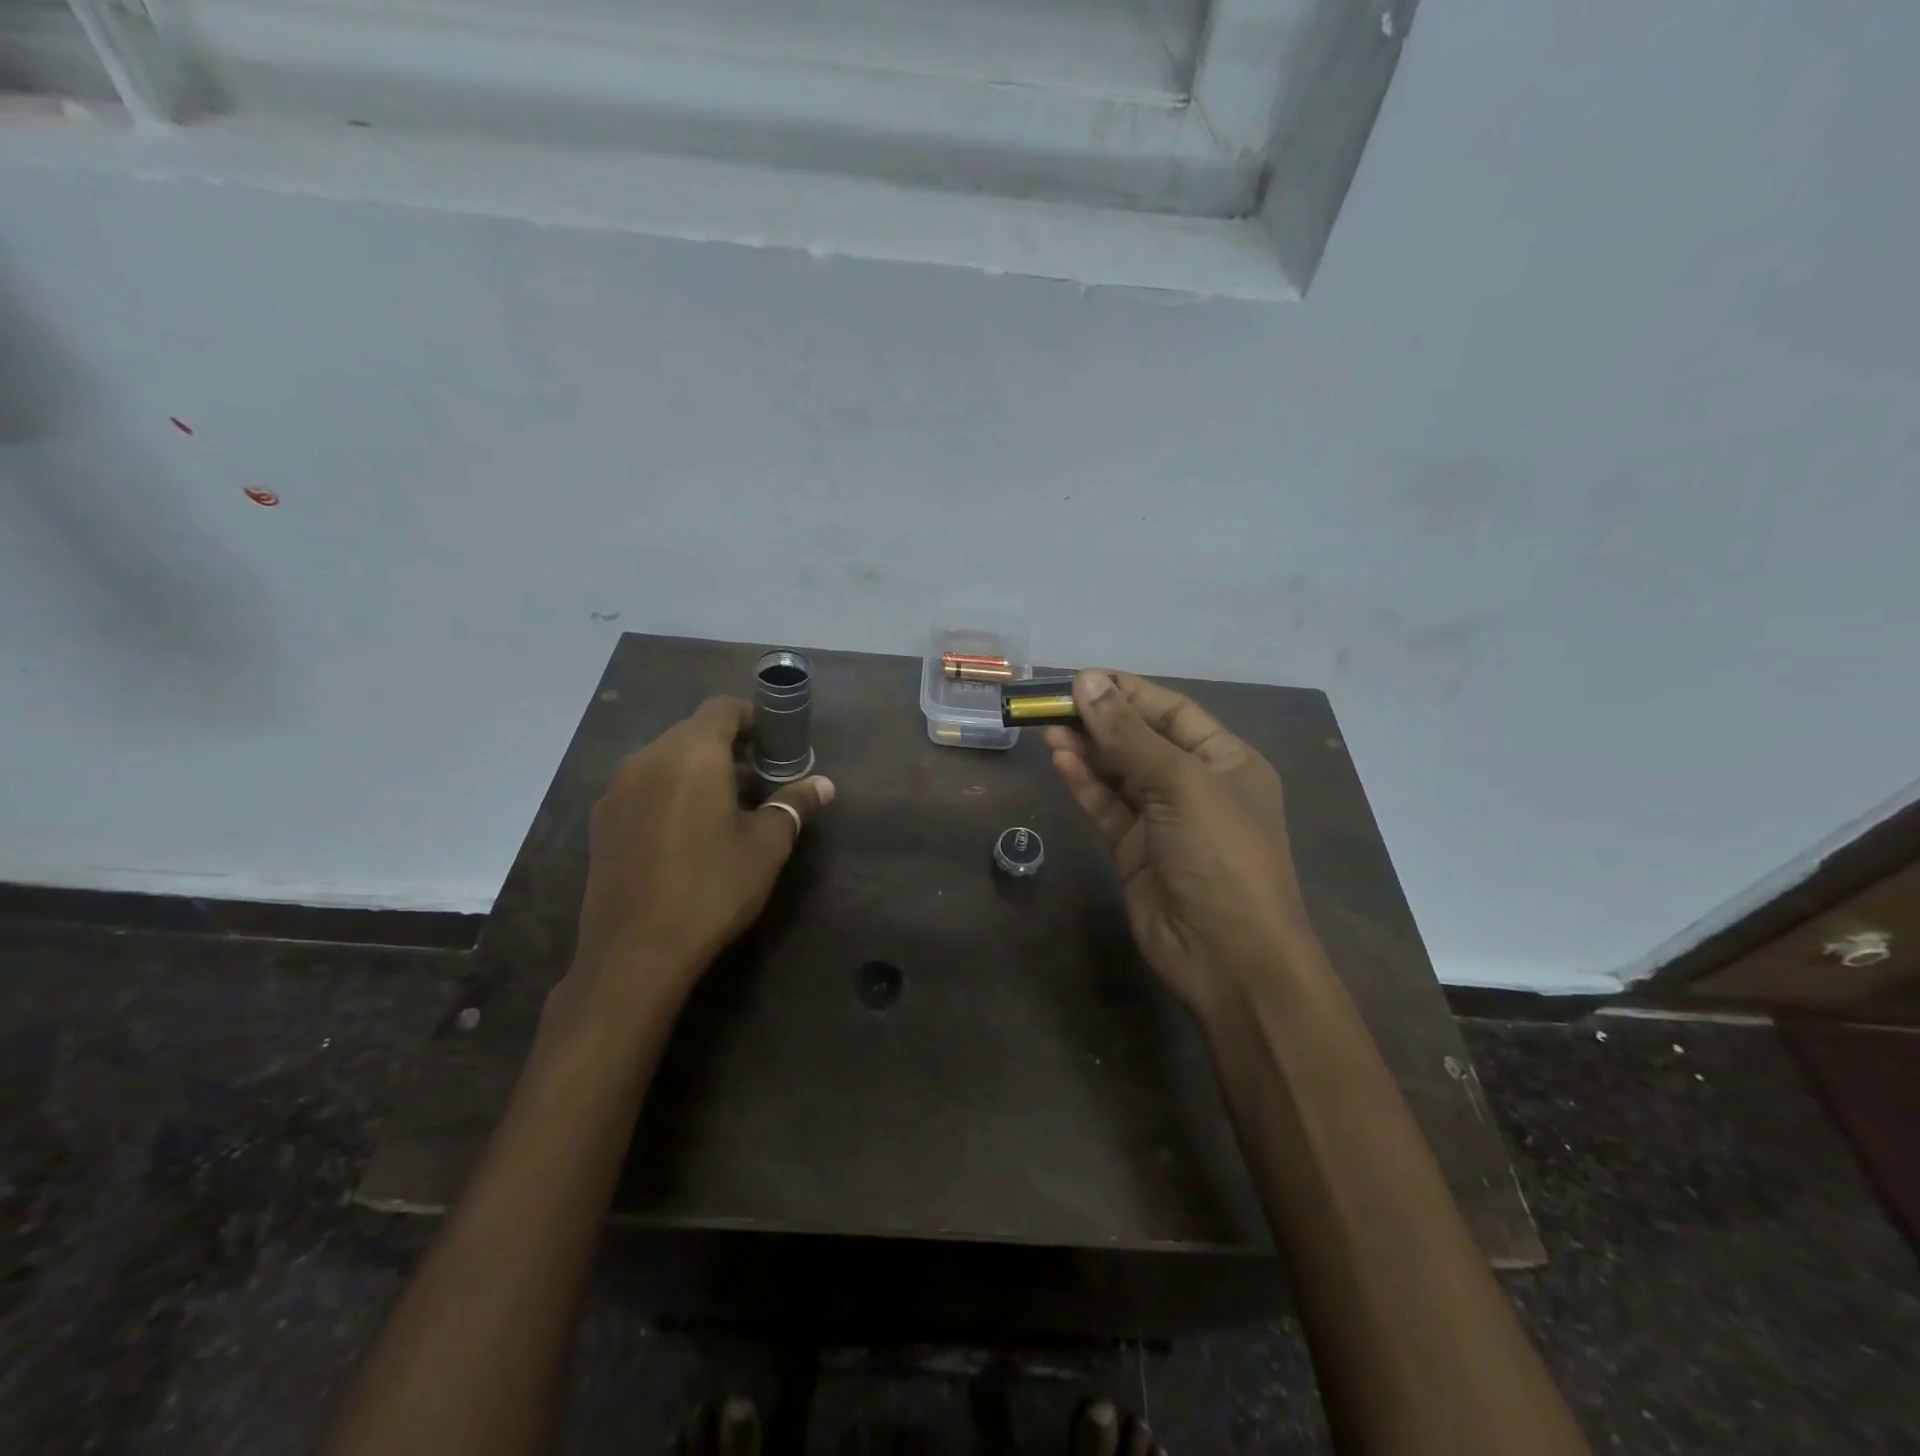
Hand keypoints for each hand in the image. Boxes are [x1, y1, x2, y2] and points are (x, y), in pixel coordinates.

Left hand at [555, 697, 833, 1028]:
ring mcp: (617, 790)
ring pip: (664, 758)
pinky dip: (669, 792)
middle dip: (727, 745)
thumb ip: (794, 805)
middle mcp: (647, 759)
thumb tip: (824, 784)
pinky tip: (685, 833)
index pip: (722, 708)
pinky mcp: (601, 821)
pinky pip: (643, 786)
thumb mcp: (767, 846)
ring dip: (697, 769)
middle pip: (692, 731)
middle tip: (759, 778)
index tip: (776, 743)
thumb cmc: (712, 888)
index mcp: (691, 754)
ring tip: (724, 806)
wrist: (635, 953)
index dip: (753, 717)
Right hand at [1047, 670, 1319, 1014]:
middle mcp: (1196, 785)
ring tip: (1047, 729)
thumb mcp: (1181, 784)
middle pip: (1140, 740)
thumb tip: (1087, 682)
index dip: (1127, 692)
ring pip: (1118, 773)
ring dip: (1086, 750)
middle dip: (1099, 720)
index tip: (1081, 678)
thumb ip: (1129, 735)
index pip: (1171, 711)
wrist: (1229, 956)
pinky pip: (1106, 807)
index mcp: (1226, 760)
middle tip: (1050, 703)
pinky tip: (1060, 762)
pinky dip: (1084, 785)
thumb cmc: (1221, 855)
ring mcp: (1163, 820)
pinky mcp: (1135, 850)